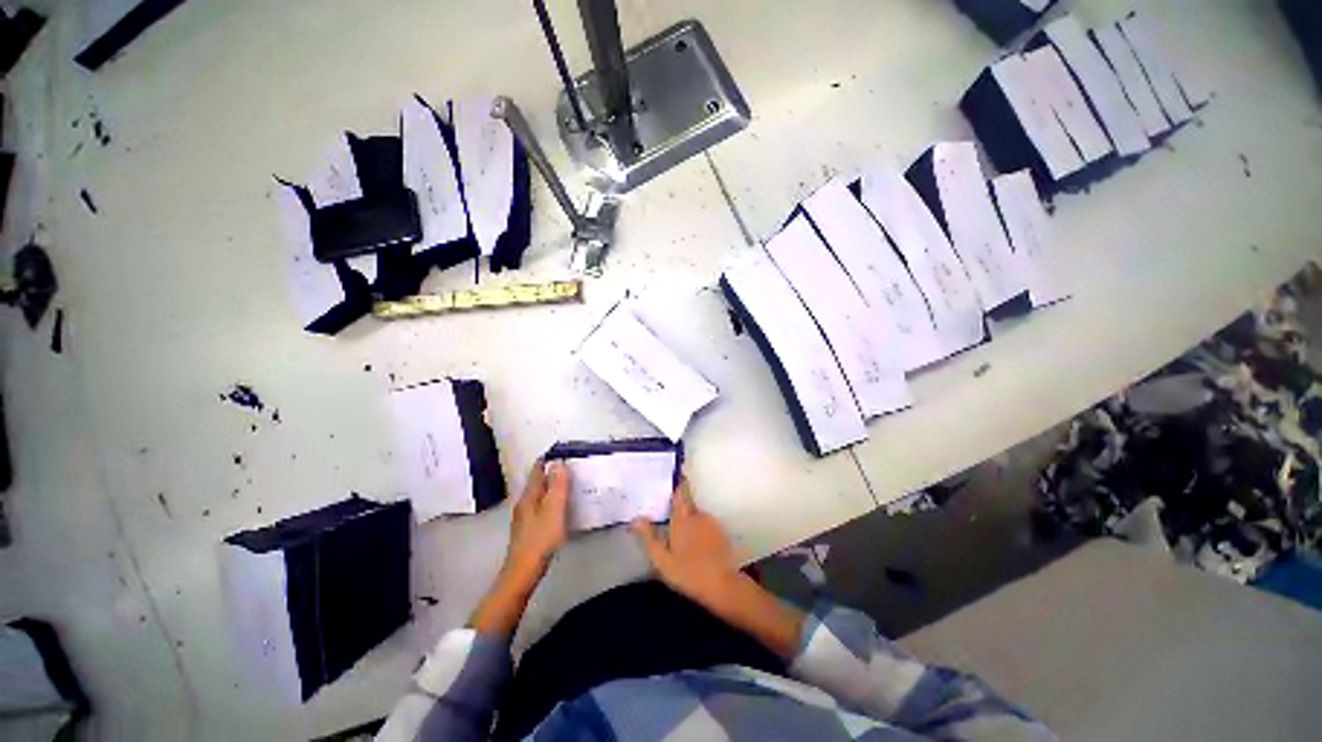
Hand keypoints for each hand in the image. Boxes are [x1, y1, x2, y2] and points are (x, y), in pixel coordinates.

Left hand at [471, 460, 569, 635]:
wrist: (523, 571)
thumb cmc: (541, 539)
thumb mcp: (553, 509)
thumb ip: (557, 486)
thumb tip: (557, 462)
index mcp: (530, 495)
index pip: (537, 470)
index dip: (548, 459)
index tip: (562, 451)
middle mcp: (524, 502)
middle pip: (537, 481)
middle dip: (551, 472)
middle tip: (570, 466)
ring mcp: (524, 516)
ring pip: (538, 494)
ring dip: (551, 486)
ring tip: (567, 483)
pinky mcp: (528, 528)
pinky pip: (540, 505)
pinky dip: (549, 499)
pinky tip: (558, 507)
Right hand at [631, 479, 740, 610]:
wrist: (723, 586)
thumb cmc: (688, 573)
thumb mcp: (662, 559)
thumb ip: (648, 537)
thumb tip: (636, 518)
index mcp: (682, 518)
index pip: (680, 492)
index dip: (678, 482)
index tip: (674, 474)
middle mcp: (698, 515)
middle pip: (688, 504)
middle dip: (681, 508)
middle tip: (671, 518)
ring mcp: (712, 523)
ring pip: (698, 516)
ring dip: (691, 522)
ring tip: (685, 538)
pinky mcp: (722, 533)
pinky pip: (708, 526)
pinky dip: (702, 530)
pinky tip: (698, 546)